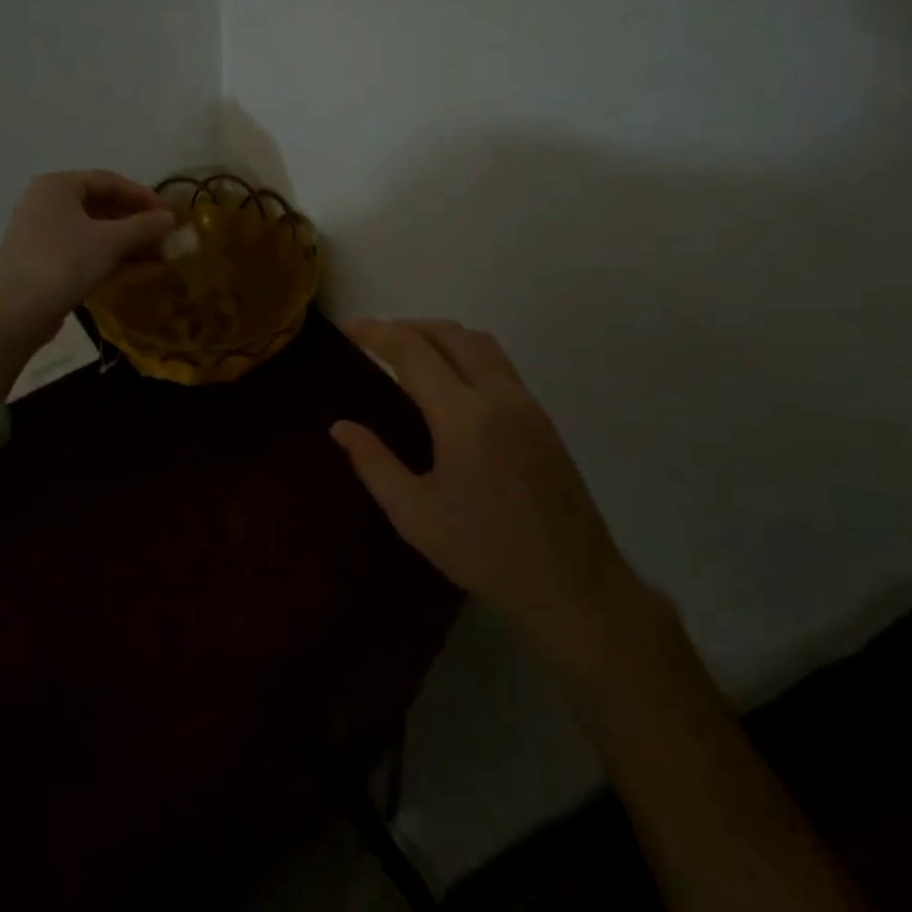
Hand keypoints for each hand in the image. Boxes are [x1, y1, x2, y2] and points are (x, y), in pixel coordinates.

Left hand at [0, 169, 175, 326]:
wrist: (18, 312)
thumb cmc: (65, 261)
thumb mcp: (110, 241)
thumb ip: (144, 226)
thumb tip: (171, 218)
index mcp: (58, 186)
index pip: (109, 181)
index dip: (143, 196)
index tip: (170, 212)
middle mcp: (48, 204)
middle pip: (103, 208)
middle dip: (139, 224)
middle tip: (168, 236)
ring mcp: (47, 236)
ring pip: (98, 234)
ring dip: (132, 245)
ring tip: (165, 256)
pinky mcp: (49, 264)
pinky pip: (89, 253)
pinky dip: (116, 260)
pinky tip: (149, 272)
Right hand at [332, 318, 650, 660]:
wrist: (571, 585)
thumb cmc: (483, 552)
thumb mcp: (413, 515)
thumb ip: (373, 463)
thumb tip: (340, 427)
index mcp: (462, 415)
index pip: (412, 351)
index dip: (376, 332)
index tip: (347, 328)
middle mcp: (497, 395)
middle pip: (450, 334)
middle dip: (409, 326)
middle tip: (375, 339)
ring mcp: (526, 403)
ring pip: (480, 343)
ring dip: (441, 335)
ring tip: (410, 353)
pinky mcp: (542, 419)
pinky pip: (499, 365)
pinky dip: (466, 354)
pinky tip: (449, 384)